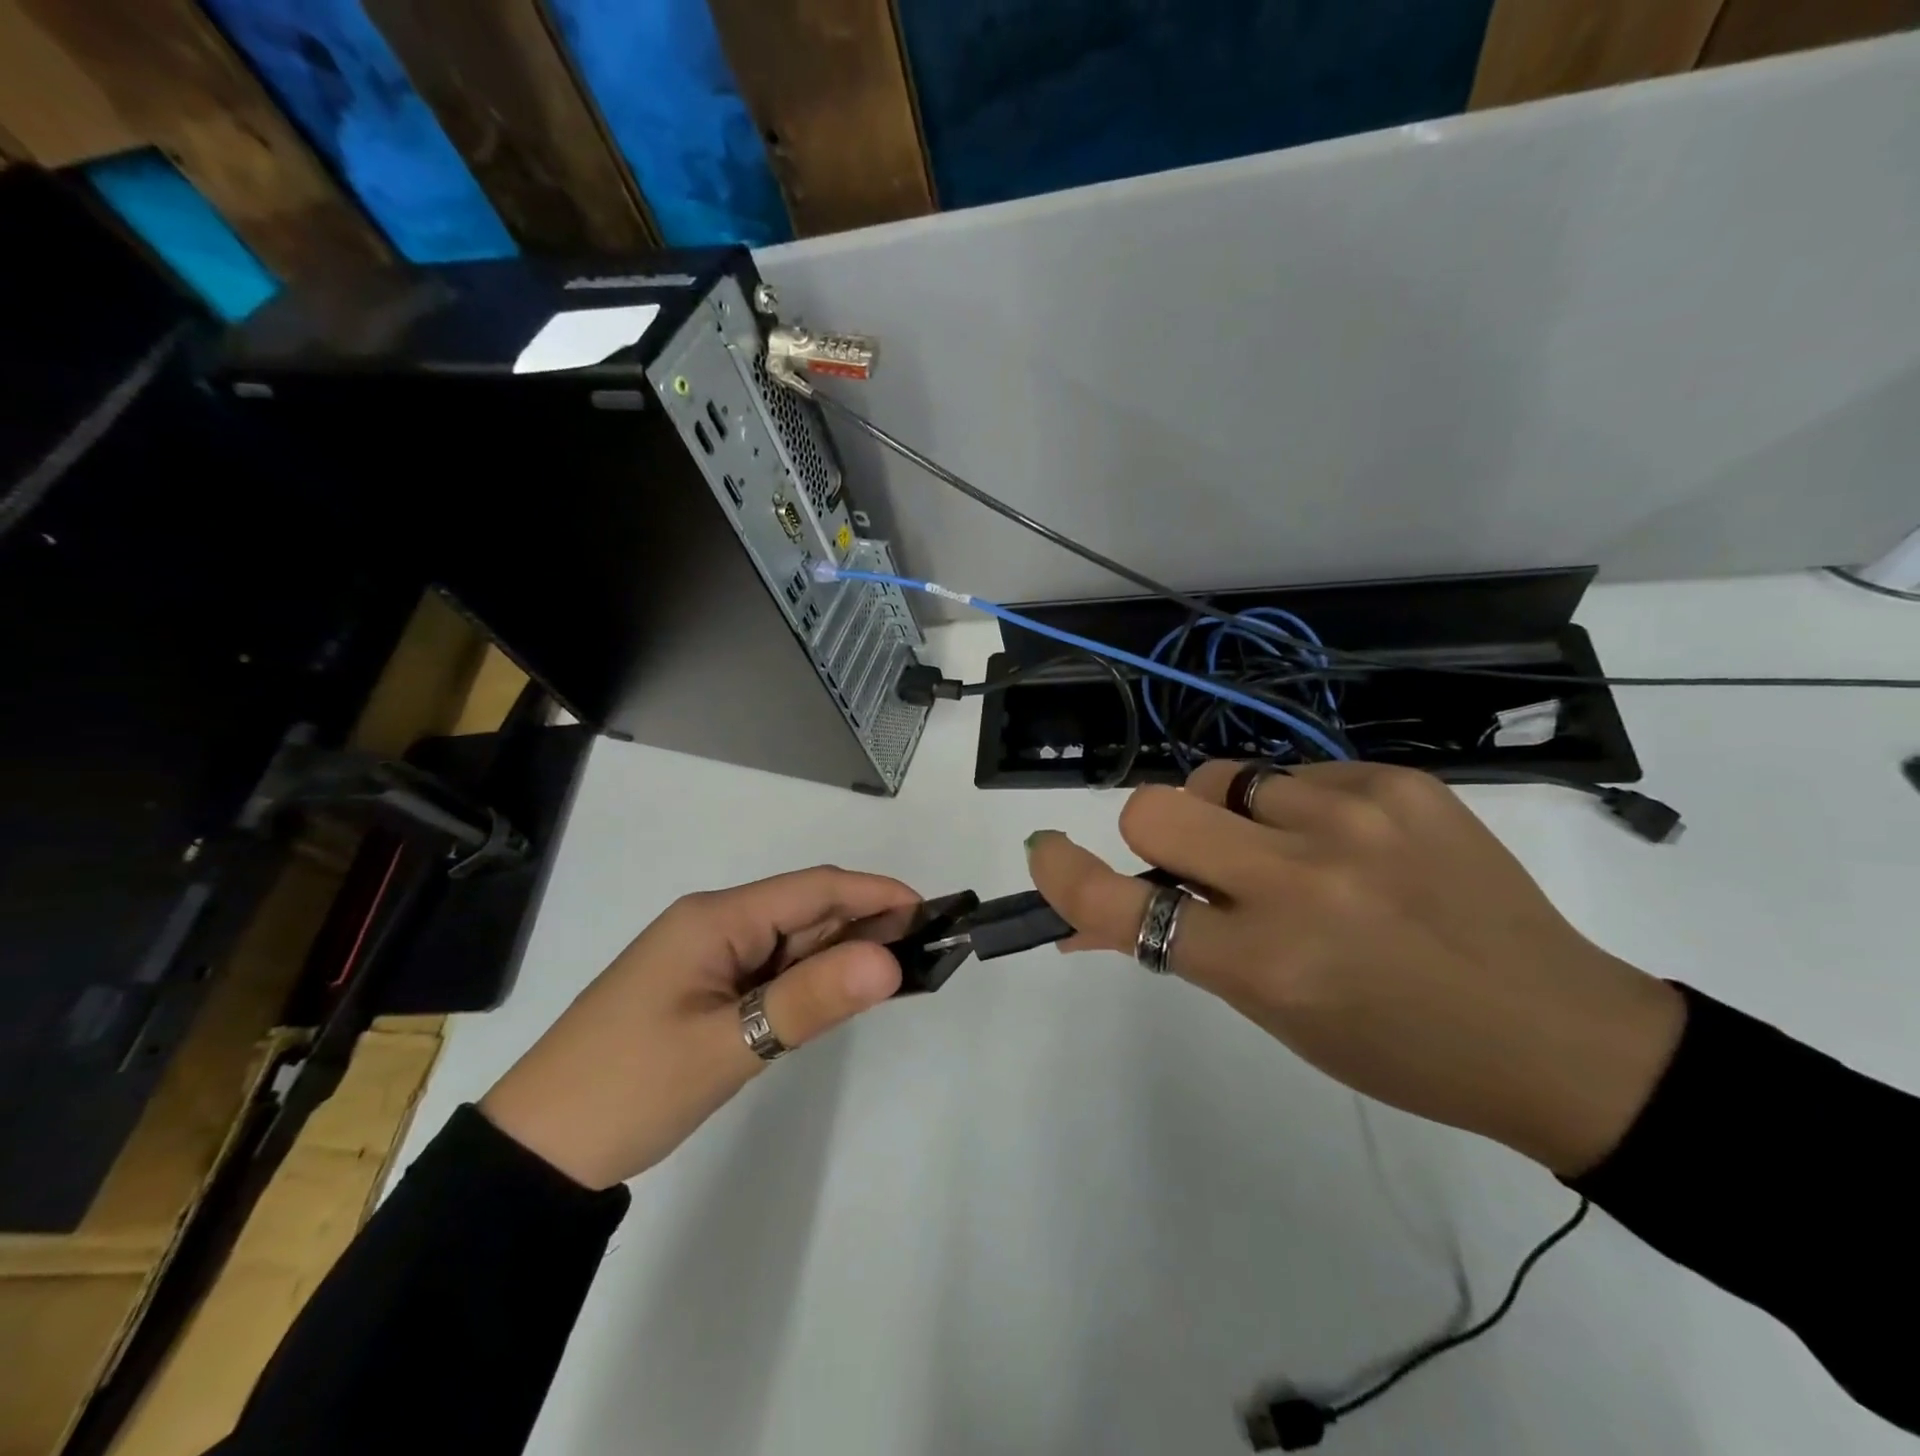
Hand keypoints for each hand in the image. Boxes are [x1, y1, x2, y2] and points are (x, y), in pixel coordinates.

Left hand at [480, 867, 917, 1188]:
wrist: (536, 1153)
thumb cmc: (629, 1088)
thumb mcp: (728, 1045)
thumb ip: (811, 999)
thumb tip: (890, 961)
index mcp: (715, 918)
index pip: (813, 888)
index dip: (874, 893)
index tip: (930, 911)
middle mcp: (713, 924)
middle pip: (804, 910)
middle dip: (865, 923)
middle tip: (927, 950)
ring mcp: (707, 957)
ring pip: (790, 941)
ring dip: (841, 951)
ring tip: (898, 970)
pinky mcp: (703, 990)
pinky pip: (770, 970)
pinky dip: (810, 978)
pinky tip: (840, 993)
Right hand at [1025, 763, 1685, 1175]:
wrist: (1558, 1032)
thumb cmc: (1397, 1047)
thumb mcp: (1275, 1011)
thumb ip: (1183, 947)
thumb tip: (1099, 915)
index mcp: (1267, 959)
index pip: (1125, 905)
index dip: (1066, 876)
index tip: (1045, 851)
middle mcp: (1301, 877)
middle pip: (1156, 805)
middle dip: (1153, 831)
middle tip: (1198, 861)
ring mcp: (1355, 817)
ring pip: (1223, 779)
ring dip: (1232, 817)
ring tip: (1295, 855)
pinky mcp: (1398, 781)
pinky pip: (1296, 774)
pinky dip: (1297, 808)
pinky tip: (1355, 844)